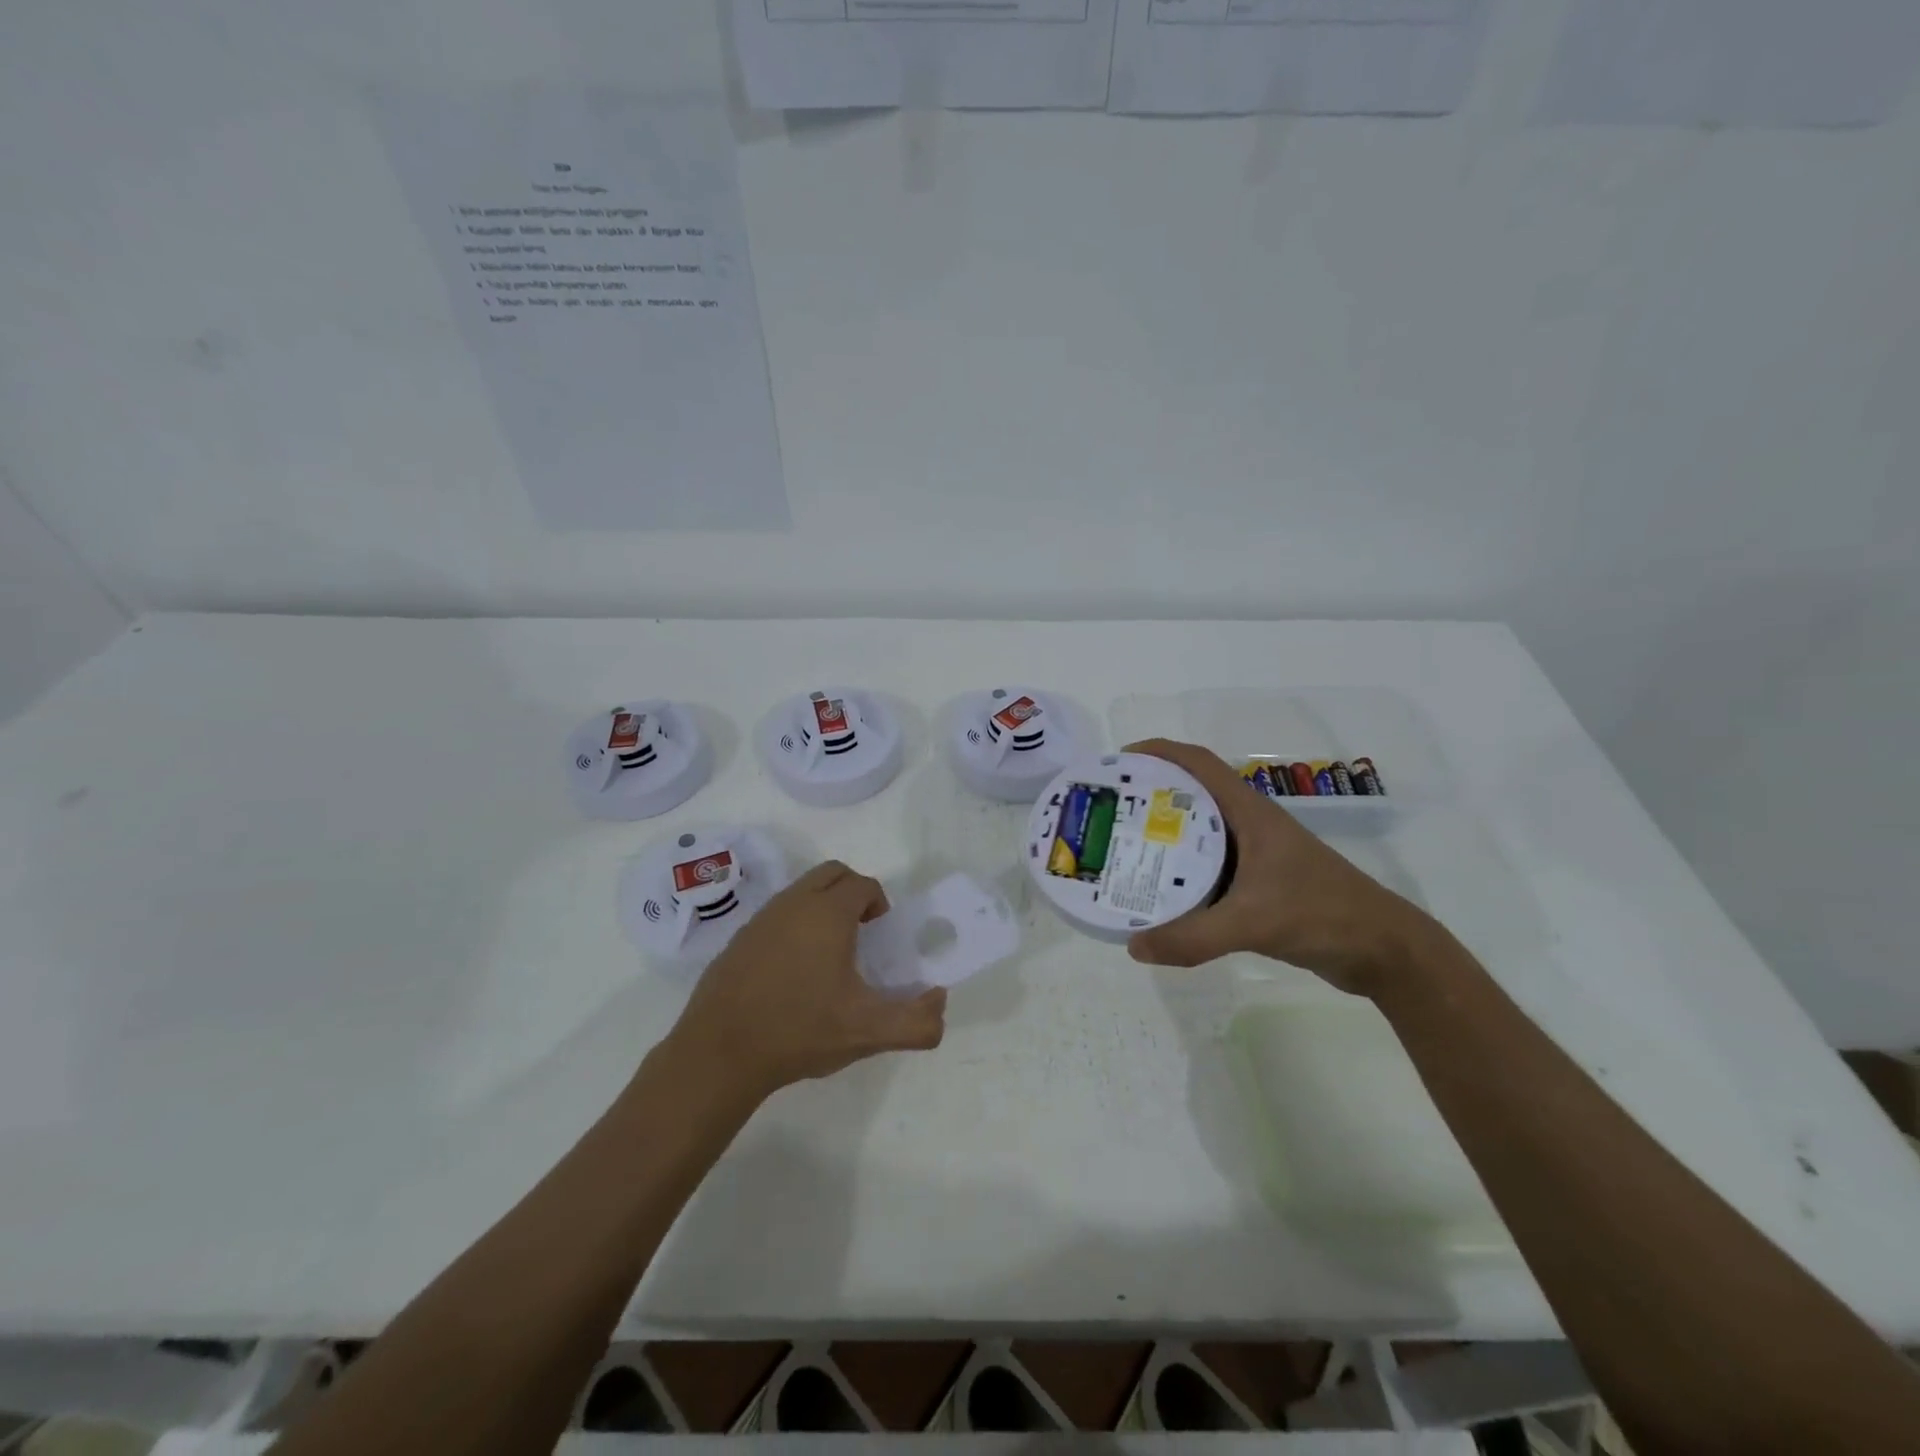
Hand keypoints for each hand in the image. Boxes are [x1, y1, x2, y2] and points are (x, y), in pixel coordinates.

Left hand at [666, 860, 947, 1103]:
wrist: (720, 1053)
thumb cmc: (800, 1031)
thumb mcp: (867, 1032)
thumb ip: (916, 1021)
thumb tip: (940, 1001)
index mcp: (828, 913)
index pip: (864, 884)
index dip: (879, 904)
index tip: (881, 937)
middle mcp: (794, 903)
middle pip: (832, 874)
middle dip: (853, 893)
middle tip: (861, 933)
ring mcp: (761, 918)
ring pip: (801, 891)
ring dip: (822, 906)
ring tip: (829, 954)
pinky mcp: (738, 938)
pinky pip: (777, 914)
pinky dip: (794, 925)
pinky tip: (792, 971)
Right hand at [1123, 739, 1439, 995]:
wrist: (1382, 950)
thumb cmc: (1322, 914)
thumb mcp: (1253, 921)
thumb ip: (1193, 937)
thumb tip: (1133, 947)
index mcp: (1249, 813)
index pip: (1198, 763)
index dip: (1159, 753)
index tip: (1119, 763)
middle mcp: (1249, 826)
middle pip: (1190, 796)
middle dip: (1148, 797)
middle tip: (1109, 814)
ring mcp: (1255, 856)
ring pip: (1198, 835)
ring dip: (1163, 838)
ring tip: (1121, 851)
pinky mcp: (1258, 884)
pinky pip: (1208, 870)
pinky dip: (1180, 874)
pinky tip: (1158, 895)